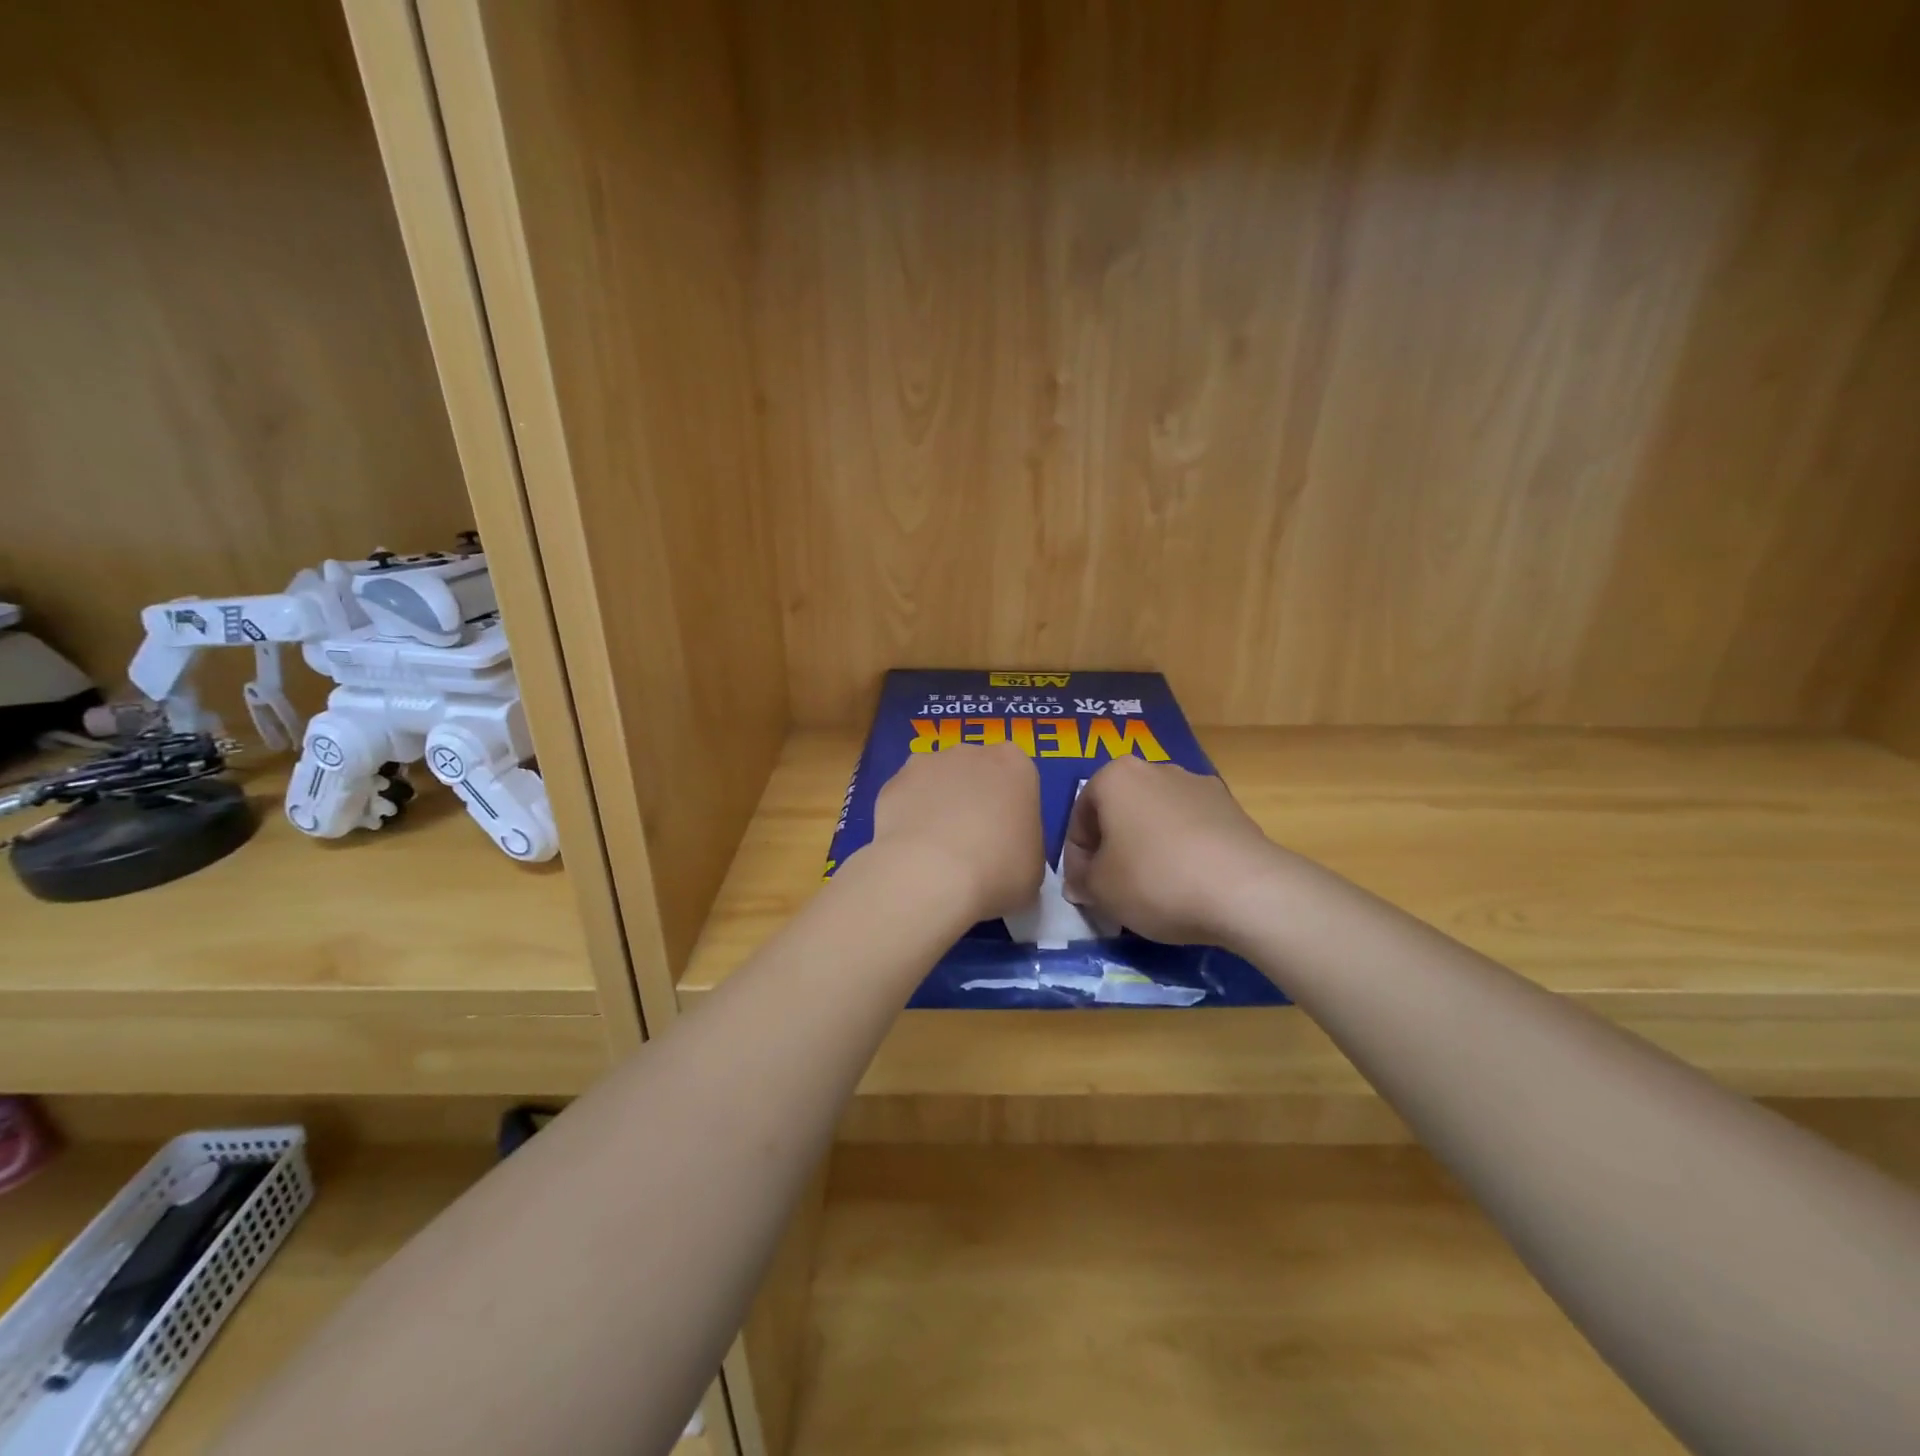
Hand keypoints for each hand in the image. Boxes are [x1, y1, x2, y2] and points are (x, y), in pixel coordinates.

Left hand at [868, 744, 1043, 923]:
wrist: (931, 874)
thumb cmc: (998, 869)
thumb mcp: (1034, 867)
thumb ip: (1022, 845)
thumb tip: (1004, 852)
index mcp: (1015, 765)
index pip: (1017, 778)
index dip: (1009, 809)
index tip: (1005, 838)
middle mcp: (971, 752)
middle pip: (974, 772)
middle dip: (972, 799)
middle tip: (971, 843)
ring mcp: (927, 763)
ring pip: (936, 781)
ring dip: (937, 804)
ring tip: (935, 850)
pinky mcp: (893, 782)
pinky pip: (906, 799)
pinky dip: (908, 818)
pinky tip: (910, 850)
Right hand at [1062, 757, 1278, 945]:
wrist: (1246, 890)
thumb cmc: (1154, 879)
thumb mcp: (1100, 889)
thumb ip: (1082, 881)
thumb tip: (1082, 883)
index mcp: (1116, 776)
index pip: (1080, 817)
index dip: (1076, 858)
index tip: (1084, 890)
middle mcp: (1157, 769)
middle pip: (1120, 813)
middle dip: (1112, 849)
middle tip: (1112, 890)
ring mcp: (1199, 785)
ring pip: (1157, 820)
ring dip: (1147, 849)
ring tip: (1152, 891)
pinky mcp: (1232, 809)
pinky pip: (1191, 831)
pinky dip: (1181, 853)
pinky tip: (1187, 886)